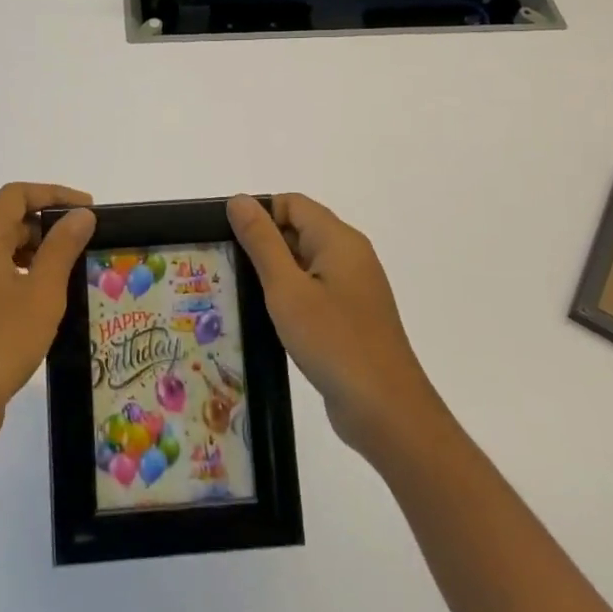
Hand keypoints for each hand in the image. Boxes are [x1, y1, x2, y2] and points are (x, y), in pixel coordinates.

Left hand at [0, 183, 95, 462]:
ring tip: (73, 270)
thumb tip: (81, 215)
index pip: (16, 195)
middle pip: (8, 219)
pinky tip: (47, 300)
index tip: (89, 210)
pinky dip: (23, 275)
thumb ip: (62, 248)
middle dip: (48, 224)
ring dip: (37, 251)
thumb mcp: (42, 293)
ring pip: (2, 249)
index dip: (54, 194)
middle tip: (86, 242)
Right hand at [228, 192, 442, 459]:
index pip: (292, 203)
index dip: (259, 214)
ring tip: (239, 293)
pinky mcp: (352, 316)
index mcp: (339, 239)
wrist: (386, 411)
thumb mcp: (287, 289)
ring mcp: (354, 287)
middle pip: (299, 229)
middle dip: (263, 243)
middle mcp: (350, 255)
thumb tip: (239, 200)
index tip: (228, 240)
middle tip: (226, 268)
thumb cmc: (333, 342)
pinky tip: (269, 319)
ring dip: (274, 273)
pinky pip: (315, 289)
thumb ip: (262, 242)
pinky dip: (291, 296)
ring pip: (305, 262)